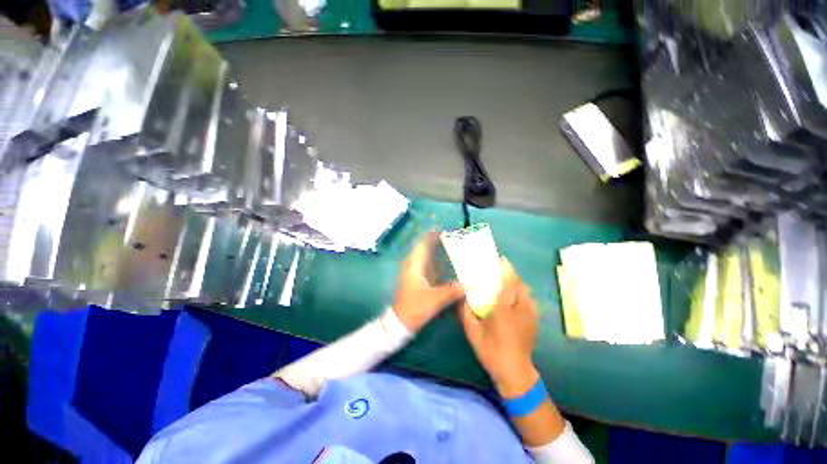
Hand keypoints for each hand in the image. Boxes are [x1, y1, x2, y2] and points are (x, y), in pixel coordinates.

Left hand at [393, 233, 465, 331]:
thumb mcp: (435, 300)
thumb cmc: (415, 307)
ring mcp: (412, 271)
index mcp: (414, 265)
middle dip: (435, 240)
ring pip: (424, 254)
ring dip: (434, 248)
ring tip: (449, 245)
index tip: (443, 229)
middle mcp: (412, 264)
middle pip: (423, 247)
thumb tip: (470, 284)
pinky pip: (425, 262)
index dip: (431, 235)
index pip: (422, 244)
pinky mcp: (415, 277)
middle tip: (451, 236)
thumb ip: (453, 291)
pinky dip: (433, 258)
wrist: (400, 321)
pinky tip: (444, 261)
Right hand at [459, 258, 539, 397]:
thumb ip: (465, 313)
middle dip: (513, 274)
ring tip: (509, 282)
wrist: (515, 373)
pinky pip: (531, 301)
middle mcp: (520, 309)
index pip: (508, 284)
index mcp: (504, 310)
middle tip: (502, 270)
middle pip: (521, 285)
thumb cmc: (491, 351)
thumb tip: (461, 297)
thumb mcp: (473, 332)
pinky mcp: (534, 322)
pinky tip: (516, 298)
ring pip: (528, 292)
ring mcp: (530, 316)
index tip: (502, 260)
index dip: (507, 270)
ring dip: (519, 284)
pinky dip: (524, 294)